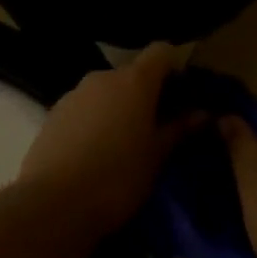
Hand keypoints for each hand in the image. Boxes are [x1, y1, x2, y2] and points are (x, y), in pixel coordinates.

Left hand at [19, 45, 192, 239]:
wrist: (52, 206)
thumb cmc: (117, 178)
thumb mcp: (157, 157)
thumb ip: (180, 130)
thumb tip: (203, 114)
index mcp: (134, 80)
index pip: (161, 52)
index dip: (174, 68)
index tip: (182, 96)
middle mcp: (103, 77)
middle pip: (133, 74)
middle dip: (146, 95)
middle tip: (156, 129)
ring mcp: (74, 93)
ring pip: (107, 92)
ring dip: (119, 109)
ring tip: (123, 146)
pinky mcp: (53, 114)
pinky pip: (84, 108)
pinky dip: (94, 121)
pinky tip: (94, 155)